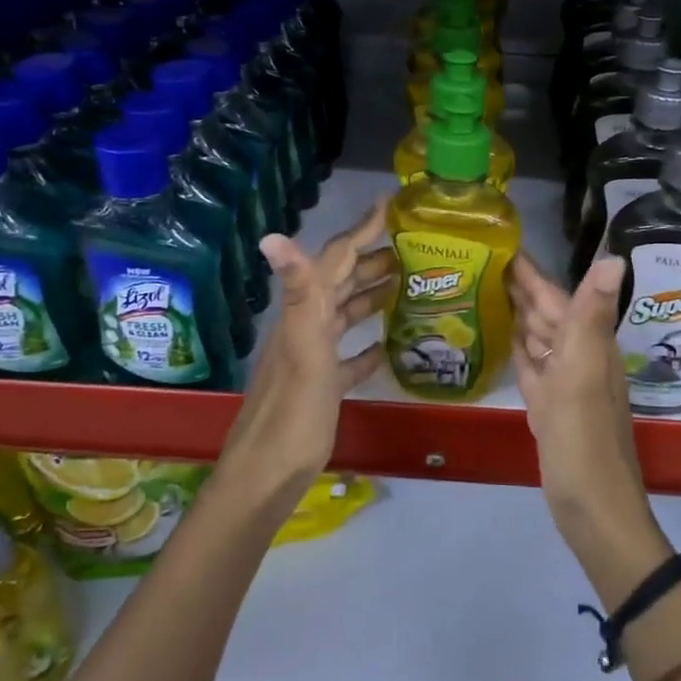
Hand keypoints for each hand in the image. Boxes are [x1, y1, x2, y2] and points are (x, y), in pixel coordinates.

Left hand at [221, 202, 396, 491]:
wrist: (268, 475)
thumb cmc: (294, 413)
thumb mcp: (303, 350)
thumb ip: (298, 294)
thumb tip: (271, 235)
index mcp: (305, 314)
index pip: (335, 259)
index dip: (361, 230)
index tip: (391, 205)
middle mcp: (307, 328)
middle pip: (341, 283)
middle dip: (372, 260)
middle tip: (412, 248)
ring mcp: (313, 359)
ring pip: (345, 315)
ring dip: (371, 296)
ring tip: (406, 285)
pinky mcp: (322, 388)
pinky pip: (348, 357)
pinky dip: (367, 345)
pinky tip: (387, 346)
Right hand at [509, 253, 659, 567]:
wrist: (593, 510)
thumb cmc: (585, 442)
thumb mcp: (586, 375)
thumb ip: (592, 317)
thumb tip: (614, 257)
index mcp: (587, 345)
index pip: (555, 296)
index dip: (531, 271)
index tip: (500, 242)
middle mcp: (578, 358)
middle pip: (546, 313)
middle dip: (519, 286)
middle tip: (480, 259)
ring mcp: (563, 384)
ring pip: (538, 337)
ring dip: (517, 314)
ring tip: (484, 289)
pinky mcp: (549, 408)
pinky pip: (531, 367)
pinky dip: (518, 349)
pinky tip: (503, 339)